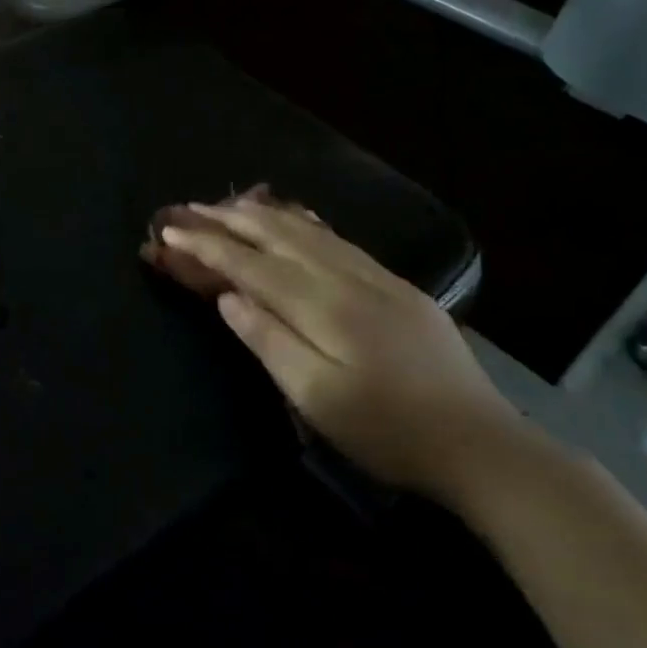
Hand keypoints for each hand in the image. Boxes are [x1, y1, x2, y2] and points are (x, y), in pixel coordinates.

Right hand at [152, 195, 528, 503]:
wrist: (479, 443)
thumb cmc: (387, 431)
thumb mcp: (316, 398)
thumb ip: (268, 341)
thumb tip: (227, 297)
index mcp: (322, 305)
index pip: (249, 264)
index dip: (205, 247)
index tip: (167, 234)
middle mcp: (347, 278)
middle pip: (277, 235)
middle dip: (227, 219)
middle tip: (186, 208)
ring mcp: (377, 278)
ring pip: (309, 230)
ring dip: (263, 214)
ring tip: (228, 203)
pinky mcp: (397, 287)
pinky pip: (337, 239)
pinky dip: (304, 222)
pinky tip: (296, 218)